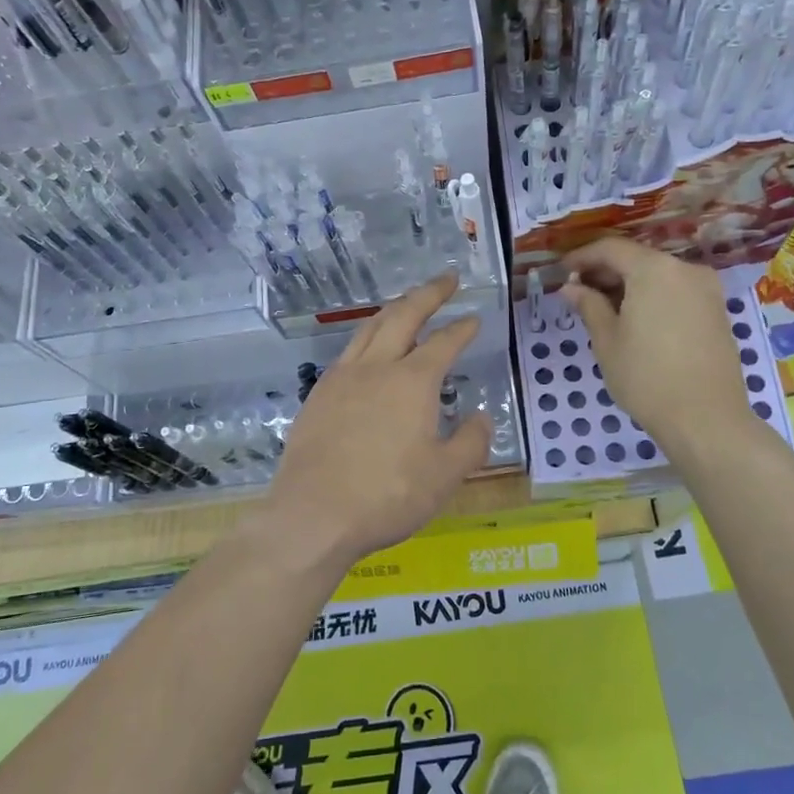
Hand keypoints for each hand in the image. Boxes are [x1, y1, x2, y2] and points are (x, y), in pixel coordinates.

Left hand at [260, 272, 490, 568]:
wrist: (313, 514)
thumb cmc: (388, 495)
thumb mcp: (445, 476)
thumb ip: (470, 442)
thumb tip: (480, 417)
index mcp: (412, 381)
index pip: (444, 342)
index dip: (462, 328)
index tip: (474, 318)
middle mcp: (376, 367)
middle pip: (403, 316)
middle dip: (428, 293)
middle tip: (446, 279)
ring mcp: (341, 378)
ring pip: (369, 328)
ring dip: (394, 309)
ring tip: (407, 304)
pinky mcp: (318, 395)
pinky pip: (348, 352)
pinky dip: (367, 337)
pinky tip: (368, 350)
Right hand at [561, 238, 758, 456]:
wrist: (706, 419)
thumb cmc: (646, 377)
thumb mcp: (607, 340)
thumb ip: (589, 305)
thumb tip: (572, 287)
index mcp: (654, 270)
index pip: (611, 249)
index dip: (582, 257)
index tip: (562, 271)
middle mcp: (685, 270)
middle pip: (637, 259)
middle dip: (606, 271)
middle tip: (578, 292)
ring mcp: (706, 290)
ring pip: (658, 275)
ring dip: (629, 285)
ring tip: (604, 309)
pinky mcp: (717, 312)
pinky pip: (676, 292)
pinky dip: (652, 297)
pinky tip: (635, 320)